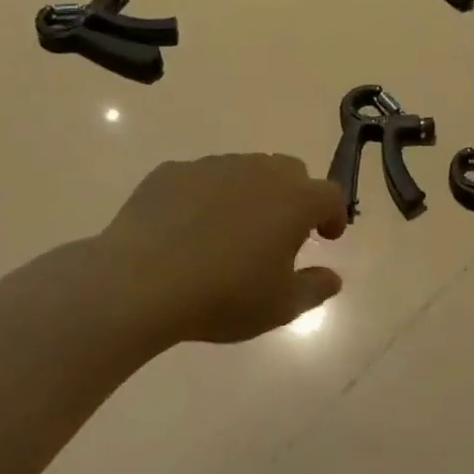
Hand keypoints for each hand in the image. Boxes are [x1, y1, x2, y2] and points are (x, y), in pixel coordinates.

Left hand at [91, 153, 347, 345]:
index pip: (330, 195)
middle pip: (291, 172)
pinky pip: (201, 178)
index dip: (333, 215)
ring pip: (246, 170)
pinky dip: (207, 197)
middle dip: (295, 196)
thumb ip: (314, 289)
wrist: (139, 282)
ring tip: (232, 231)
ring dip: (251, 194)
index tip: (326, 238)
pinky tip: (189, 229)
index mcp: (295, 200)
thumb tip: (332, 277)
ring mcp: (213, 166)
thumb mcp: (281, 307)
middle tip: (282, 231)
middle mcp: (260, 171)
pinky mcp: (173, 172)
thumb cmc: (223, 296)